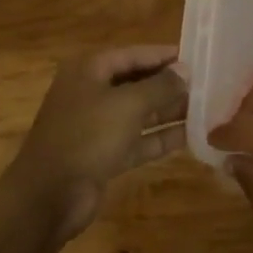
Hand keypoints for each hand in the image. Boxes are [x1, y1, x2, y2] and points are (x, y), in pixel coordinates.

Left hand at [3, 46, 187, 245]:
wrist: (47, 198)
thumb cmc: (87, 136)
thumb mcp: (128, 105)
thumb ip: (160, 86)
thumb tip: (185, 70)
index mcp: (90, 70)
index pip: (133, 54)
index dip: (164, 55)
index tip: (196, 56)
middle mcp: (92, 93)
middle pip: (136, 82)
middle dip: (168, 84)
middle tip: (205, 84)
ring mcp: (96, 126)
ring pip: (139, 112)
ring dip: (168, 111)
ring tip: (204, 108)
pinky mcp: (103, 155)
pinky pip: (137, 139)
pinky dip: (159, 137)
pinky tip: (189, 136)